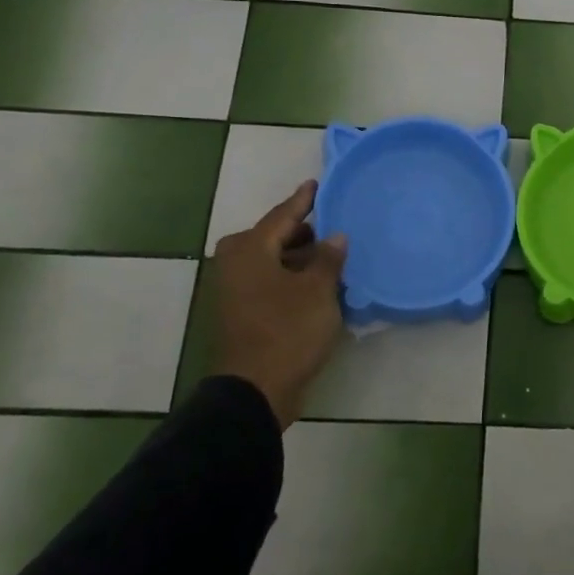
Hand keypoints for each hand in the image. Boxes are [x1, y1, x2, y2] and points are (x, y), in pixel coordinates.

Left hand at [211, 180, 347, 428]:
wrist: (255, 391)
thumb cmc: (287, 330)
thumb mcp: (318, 290)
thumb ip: (328, 258)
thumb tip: (335, 236)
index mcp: (250, 250)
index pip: (283, 215)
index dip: (304, 200)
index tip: (317, 183)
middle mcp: (237, 264)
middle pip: (276, 237)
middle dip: (305, 233)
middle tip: (336, 227)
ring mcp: (238, 290)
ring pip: (275, 261)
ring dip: (302, 259)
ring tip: (335, 258)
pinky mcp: (245, 313)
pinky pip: (273, 283)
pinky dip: (294, 279)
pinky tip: (321, 285)